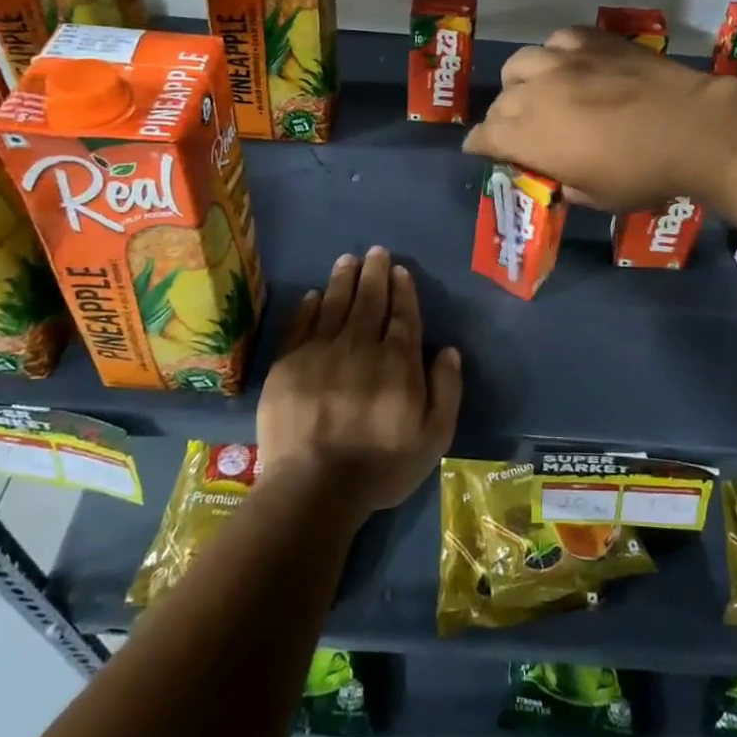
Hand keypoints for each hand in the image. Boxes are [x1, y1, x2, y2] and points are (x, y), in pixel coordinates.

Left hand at [257, 246, 462, 521]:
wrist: (314, 485)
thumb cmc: (381, 465)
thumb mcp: (434, 436)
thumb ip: (446, 389)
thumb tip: (447, 350)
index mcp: (398, 360)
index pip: (403, 315)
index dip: (403, 290)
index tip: (400, 270)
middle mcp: (361, 345)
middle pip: (370, 300)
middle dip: (375, 273)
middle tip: (376, 251)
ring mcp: (321, 351)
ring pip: (336, 304)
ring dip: (344, 279)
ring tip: (348, 259)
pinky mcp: (288, 363)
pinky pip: (301, 324)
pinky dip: (309, 306)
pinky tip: (314, 294)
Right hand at [463, 27, 736, 210]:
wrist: (693, 129)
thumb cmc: (644, 174)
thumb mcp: (598, 197)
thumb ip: (567, 185)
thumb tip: (561, 178)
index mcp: (530, 137)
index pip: (484, 137)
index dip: (479, 146)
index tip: (481, 151)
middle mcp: (536, 93)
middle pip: (499, 103)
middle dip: (501, 120)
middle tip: (518, 131)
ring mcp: (564, 61)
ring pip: (520, 64)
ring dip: (520, 82)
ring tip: (536, 92)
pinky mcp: (594, 41)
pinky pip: (558, 40)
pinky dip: (556, 54)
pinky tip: (569, 64)